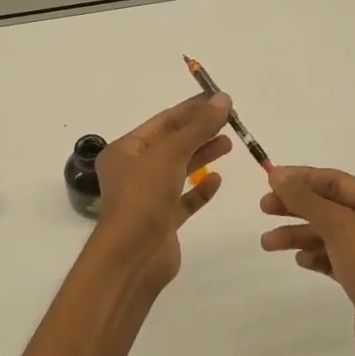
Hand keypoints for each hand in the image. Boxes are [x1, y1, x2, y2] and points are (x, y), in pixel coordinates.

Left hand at [91, 93, 233, 292]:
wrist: (133, 256)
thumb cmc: (144, 196)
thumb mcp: (171, 153)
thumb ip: (198, 127)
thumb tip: (223, 99)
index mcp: (125, 151)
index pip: (162, 122)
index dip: (191, 109)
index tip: (219, 99)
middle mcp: (133, 171)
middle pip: (171, 144)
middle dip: (199, 131)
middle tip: (230, 121)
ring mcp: (147, 198)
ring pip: (179, 170)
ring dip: (202, 156)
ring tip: (228, 144)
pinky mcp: (162, 221)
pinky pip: (184, 199)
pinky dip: (200, 189)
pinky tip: (217, 180)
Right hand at [260, 166, 354, 355]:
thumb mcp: (338, 227)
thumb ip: (305, 199)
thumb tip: (276, 174)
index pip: (336, 181)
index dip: (301, 178)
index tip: (270, 181)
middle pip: (329, 206)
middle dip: (295, 207)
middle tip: (263, 209)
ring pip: (328, 233)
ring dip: (298, 235)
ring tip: (267, 244)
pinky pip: (333, 257)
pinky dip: (314, 256)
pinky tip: (300, 261)